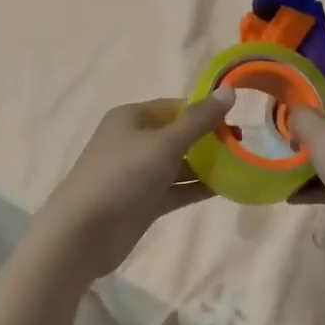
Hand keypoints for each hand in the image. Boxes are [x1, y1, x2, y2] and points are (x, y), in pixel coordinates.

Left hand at [37, 91, 235, 279]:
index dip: (204, 111)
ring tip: (241, 167)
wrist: (82, 233)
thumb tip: (230, 91)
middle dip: (208, 140)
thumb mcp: (164, 143)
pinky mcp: (143, 202)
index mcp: (131, 117)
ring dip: (206, 166)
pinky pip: (175, 189)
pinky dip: (196, 188)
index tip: (236, 120)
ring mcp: (137, 173)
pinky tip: (226, 189)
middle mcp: (133, 141)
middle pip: (177, 134)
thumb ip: (199, 120)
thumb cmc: (122, 176)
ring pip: (178, 164)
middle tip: (242, 146)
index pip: (175, 106)